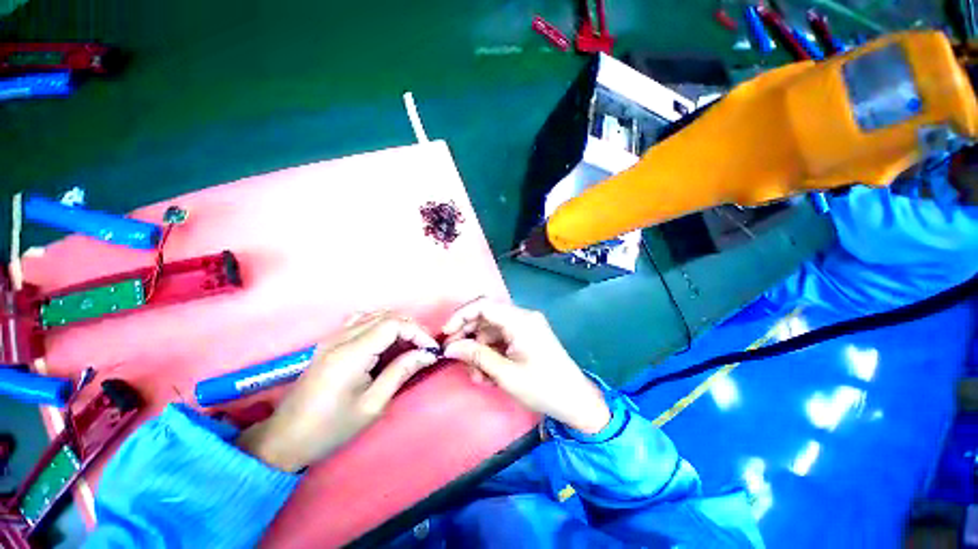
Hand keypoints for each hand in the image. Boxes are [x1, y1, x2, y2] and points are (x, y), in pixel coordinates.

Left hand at [237, 312, 438, 471]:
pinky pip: (361, 321)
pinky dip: (380, 324)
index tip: (430, 350)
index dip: (417, 332)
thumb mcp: (372, 405)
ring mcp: (333, 337)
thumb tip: (427, 354)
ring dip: (397, 325)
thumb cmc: (331, 428)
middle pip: (386, 315)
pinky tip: (386, 340)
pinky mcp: (330, 342)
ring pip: (375, 315)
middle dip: (411, 327)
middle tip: (423, 348)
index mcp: (351, 354)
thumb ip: (401, 372)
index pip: (393, 324)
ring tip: (409, 345)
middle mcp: (341, 338)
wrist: (285, 439)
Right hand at [441, 299, 610, 433]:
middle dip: (468, 336)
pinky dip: (491, 354)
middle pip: (486, 317)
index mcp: (520, 320)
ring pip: (491, 331)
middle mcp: (523, 318)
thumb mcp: (506, 374)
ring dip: (480, 350)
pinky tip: (487, 374)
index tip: (446, 334)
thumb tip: (449, 348)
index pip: (483, 305)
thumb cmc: (543, 388)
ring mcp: (525, 327)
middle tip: (455, 356)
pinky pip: (502, 340)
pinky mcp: (526, 338)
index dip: (461, 316)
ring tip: (476, 375)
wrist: (576, 402)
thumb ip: (477, 357)